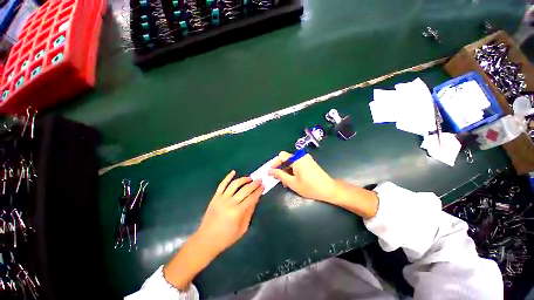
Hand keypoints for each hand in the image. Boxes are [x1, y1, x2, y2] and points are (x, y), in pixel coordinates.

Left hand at [164, 170, 263, 289]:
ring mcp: (221, 198)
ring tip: (250, 178)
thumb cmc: (226, 237)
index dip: (258, 191)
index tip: (263, 186)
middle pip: (245, 189)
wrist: (206, 240)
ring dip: (243, 179)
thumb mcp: (242, 228)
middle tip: (260, 180)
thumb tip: (256, 199)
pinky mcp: (215, 197)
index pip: (252, 197)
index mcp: (238, 212)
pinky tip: (233, 172)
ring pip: (234, 184)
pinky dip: (228, 177)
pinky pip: (222, 184)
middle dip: (254, 184)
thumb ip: (249, 212)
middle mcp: (230, 203)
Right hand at [268, 151, 335, 201]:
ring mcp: (306, 159)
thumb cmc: (310, 187)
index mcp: (297, 159)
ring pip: (291, 162)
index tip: (271, 173)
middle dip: (280, 168)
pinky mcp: (309, 162)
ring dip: (286, 170)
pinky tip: (293, 179)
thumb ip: (280, 175)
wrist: (329, 189)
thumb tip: (270, 171)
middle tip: (277, 179)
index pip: (281, 156)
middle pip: (286, 159)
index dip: (274, 164)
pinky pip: (297, 163)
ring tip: (285, 182)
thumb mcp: (292, 183)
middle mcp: (301, 156)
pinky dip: (293, 170)